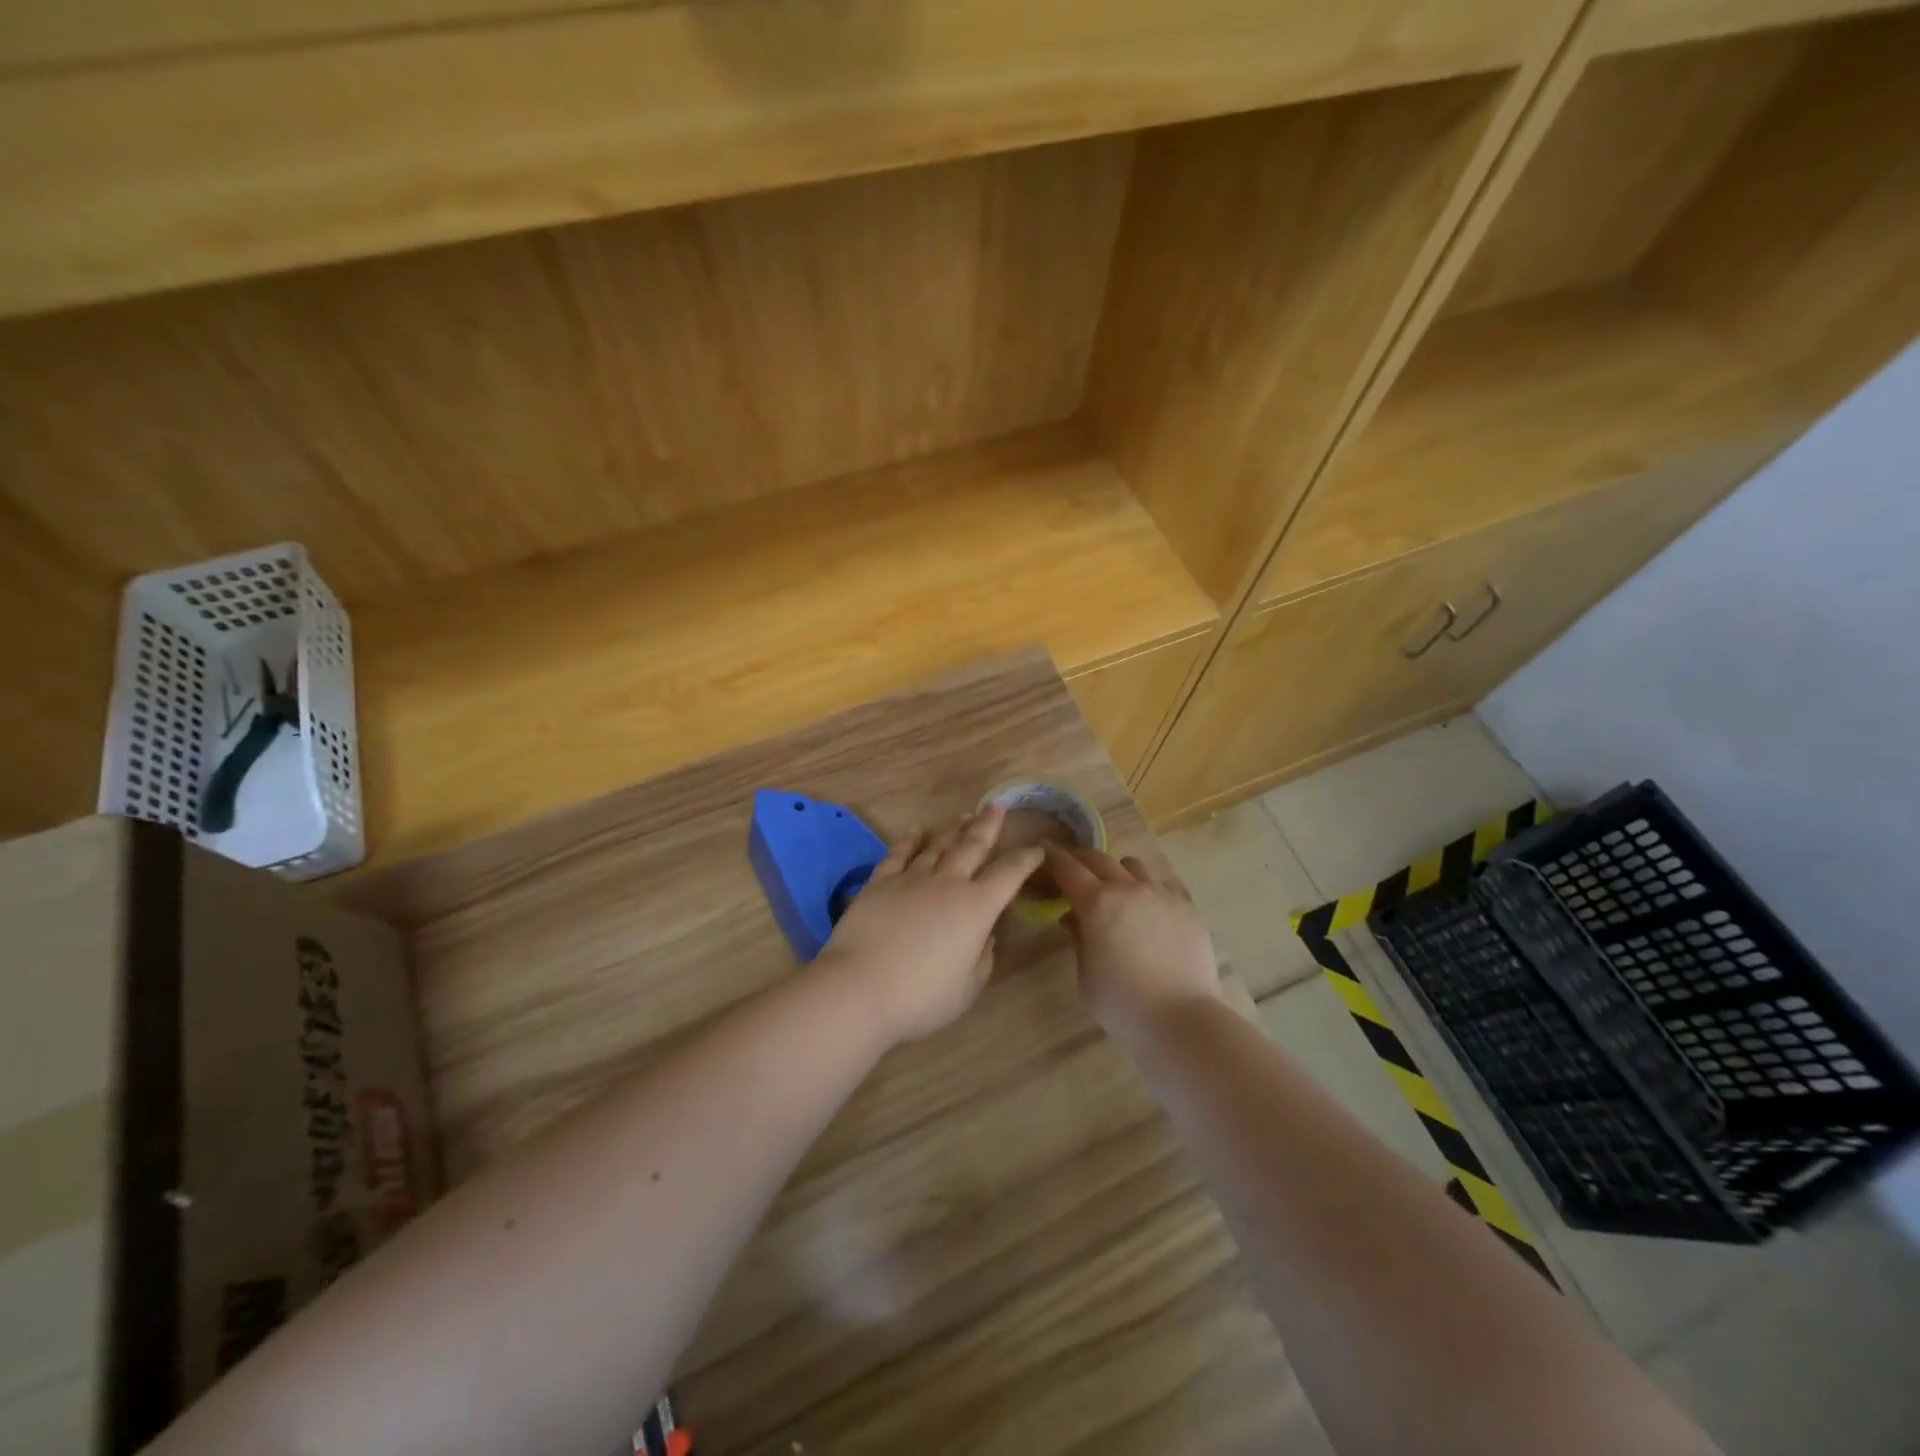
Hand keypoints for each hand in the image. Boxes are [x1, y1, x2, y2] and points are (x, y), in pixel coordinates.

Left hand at [818, 806, 1044, 1046]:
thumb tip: (985, 935)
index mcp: (977, 907)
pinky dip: (907, 840)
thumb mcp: (968, 987)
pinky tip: (914, 830)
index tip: (1036, 847)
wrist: (860, 987)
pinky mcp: (880, 883)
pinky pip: (898, 854)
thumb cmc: (922, 996)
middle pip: (972, 846)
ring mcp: (911, 879)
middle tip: (997, 806)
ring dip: (953, 830)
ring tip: (964, 815)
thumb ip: (982, 957)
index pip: (1009, 875)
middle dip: (988, 825)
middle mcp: (948, 883)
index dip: (1025, 859)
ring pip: (938, 846)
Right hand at [1044, 844, 1220, 1041]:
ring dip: (1117, 871)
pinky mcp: (1187, 907)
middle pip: (1099, 858)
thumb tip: (1074, 917)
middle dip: (1081, 859)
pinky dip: (1148, 888)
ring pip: (1133, 865)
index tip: (1044, 852)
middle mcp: (1128, 888)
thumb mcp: (1086, 974)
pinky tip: (1149, 908)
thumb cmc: (1122, 1003)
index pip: (1067, 868)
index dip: (1053, 858)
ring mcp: (1161, 894)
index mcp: (1096, 903)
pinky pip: (1162, 884)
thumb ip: (1078, 938)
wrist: (1182, 1019)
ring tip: (1116, 889)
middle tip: (1073, 868)